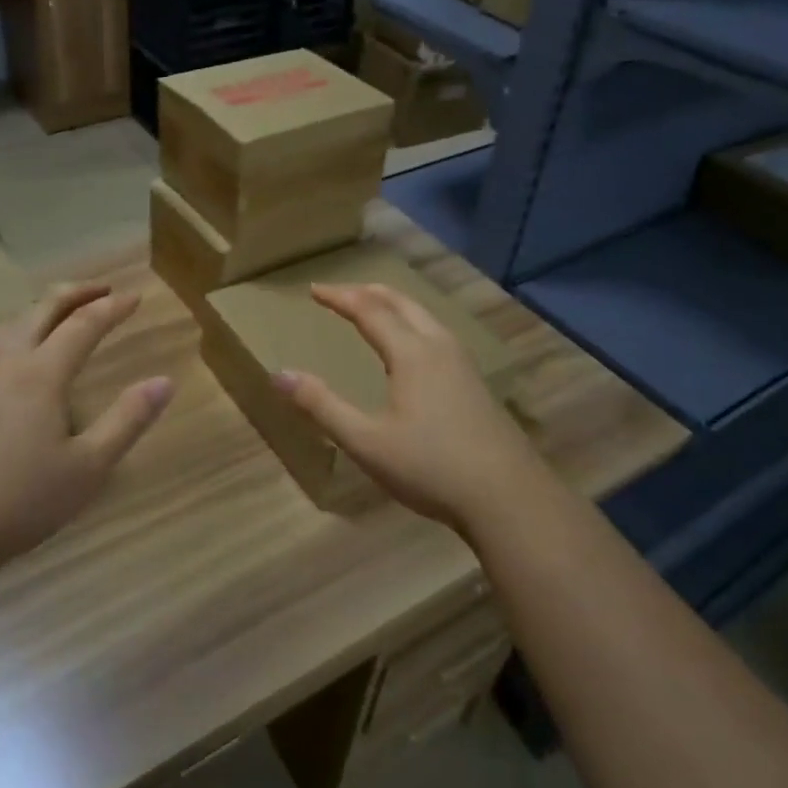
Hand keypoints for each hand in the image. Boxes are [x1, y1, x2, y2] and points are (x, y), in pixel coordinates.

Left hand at [0, 283, 173, 579]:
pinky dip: (15, 331)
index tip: (135, 297)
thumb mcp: (88, 467)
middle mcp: (4, 362)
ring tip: (59, 312)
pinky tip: (13, 356)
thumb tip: (164, 382)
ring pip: (8, 324)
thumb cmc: (19, 501)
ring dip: (40, 308)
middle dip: (75, 293)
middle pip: (41, 309)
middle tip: (101, 288)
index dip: (111, 308)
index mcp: (40, 373)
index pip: (83, 324)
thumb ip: (128, 420)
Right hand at [274, 284, 554, 538]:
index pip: (369, 310)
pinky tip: (413, 347)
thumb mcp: (366, 441)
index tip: (314, 290)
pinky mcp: (476, 382)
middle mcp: (439, 346)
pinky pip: (437, 333)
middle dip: (367, 292)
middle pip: (401, 303)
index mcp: (411, 353)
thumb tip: (279, 375)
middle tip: (340, 293)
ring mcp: (463, 363)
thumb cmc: (430, 467)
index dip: (339, 297)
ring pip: (424, 315)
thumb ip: (321, 406)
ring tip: (373, 308)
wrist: (508, 497)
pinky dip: (413, 322)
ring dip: (393, 304)